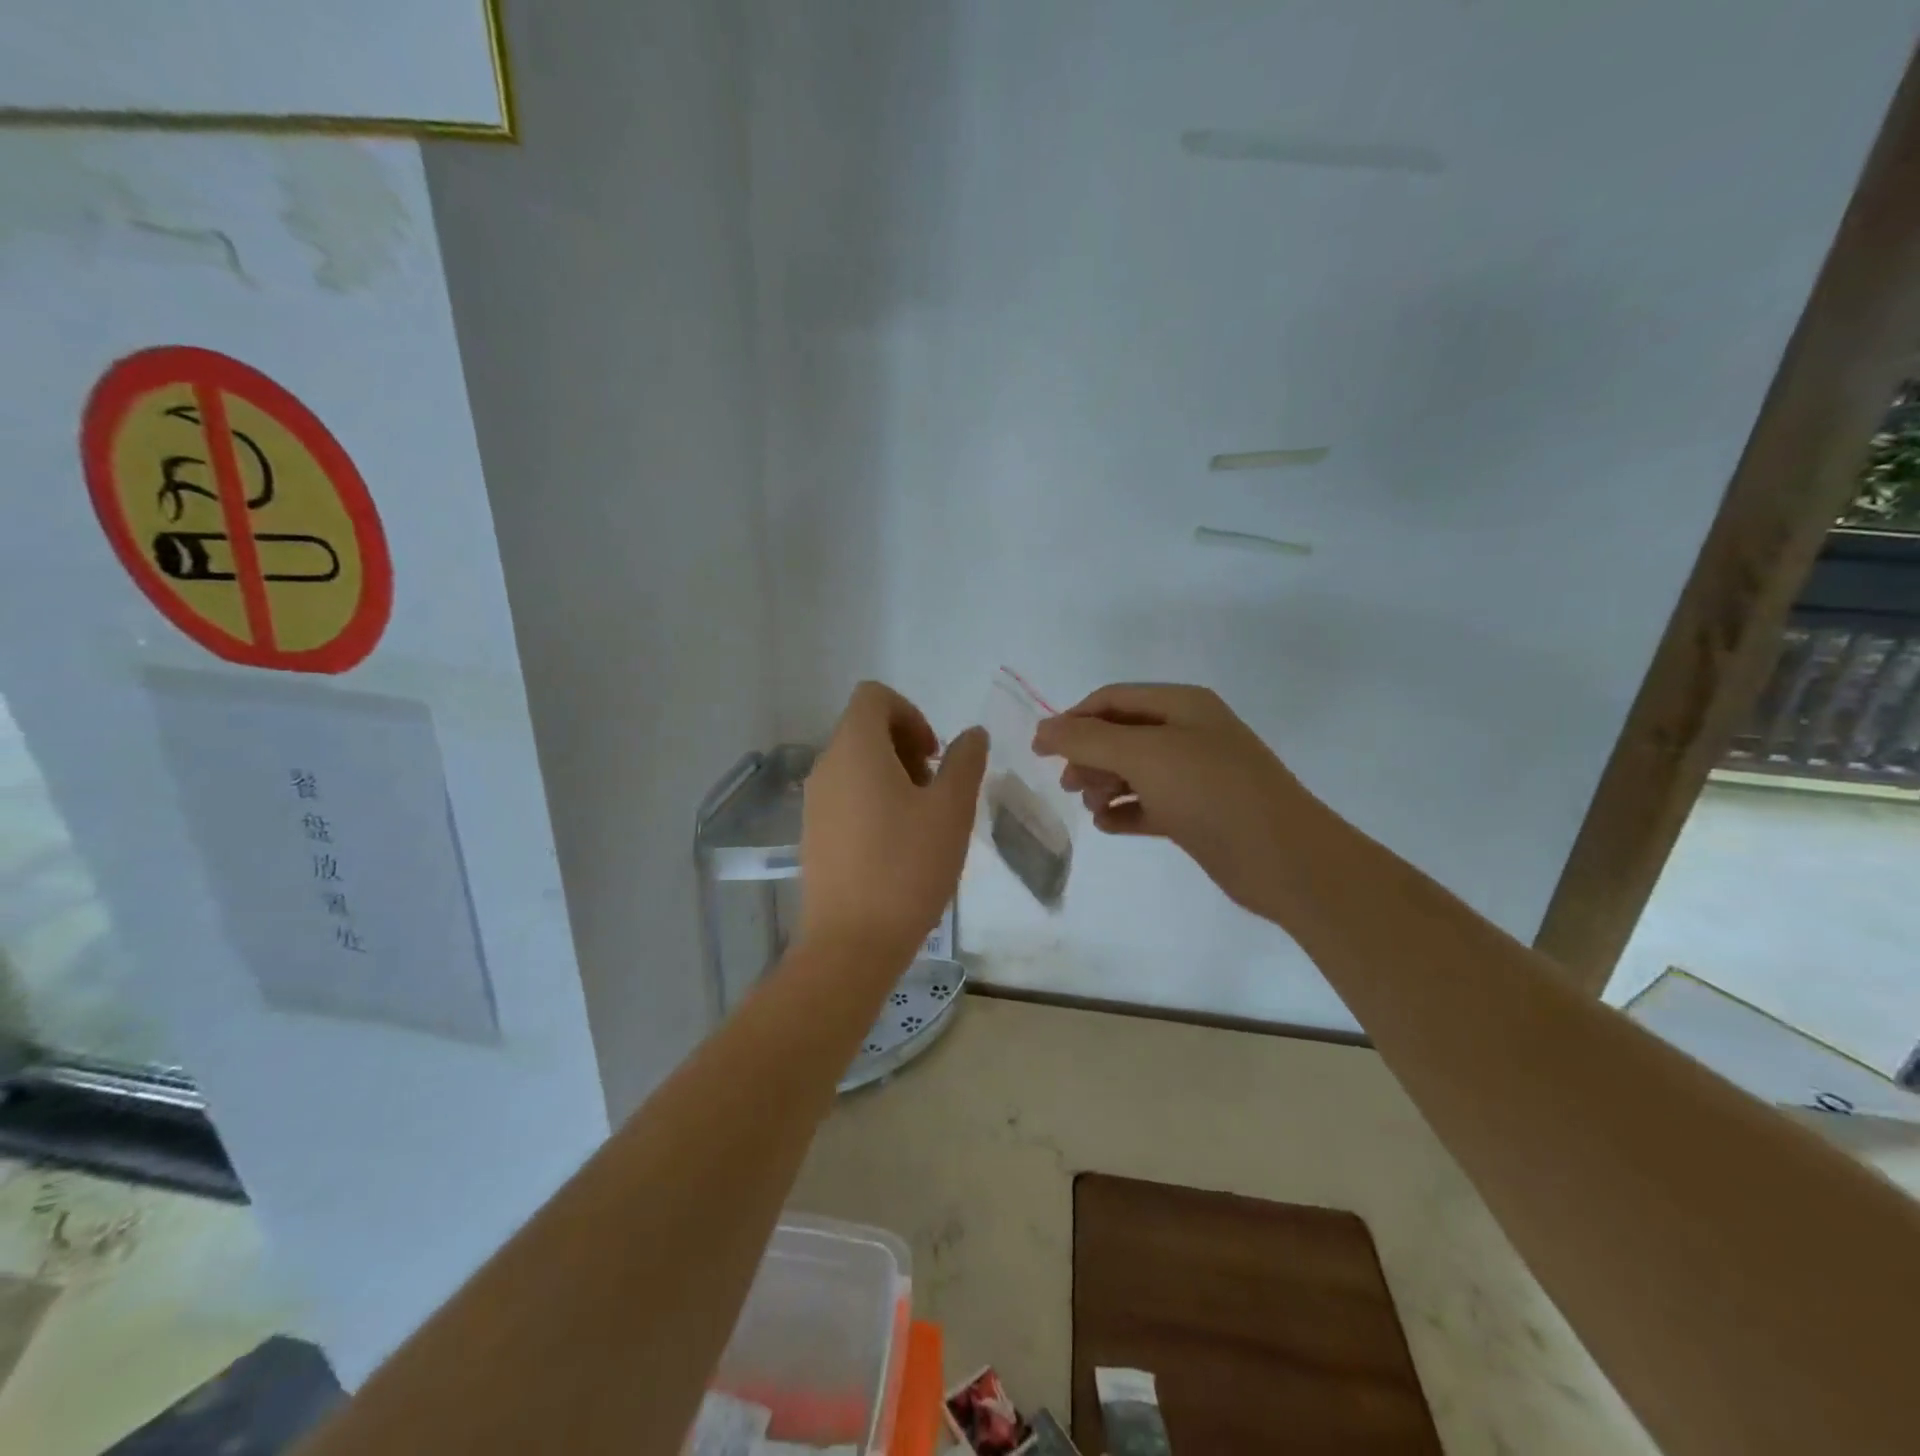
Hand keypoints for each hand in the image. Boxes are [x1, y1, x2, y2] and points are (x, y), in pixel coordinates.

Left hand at [800, 682, 987, 967]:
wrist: (851, 943)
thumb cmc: (906, 867)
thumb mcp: (951, 810)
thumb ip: (965, 762)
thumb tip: (972, 734)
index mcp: (855, 749)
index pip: (874, 696)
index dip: (911, 713)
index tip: (935, 755)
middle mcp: (826, 767)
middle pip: (864, 729)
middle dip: (906, 746)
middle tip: (935, 789)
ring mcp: (814, 802)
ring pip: (856, 765)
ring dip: (893, 776)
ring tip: (922, 821)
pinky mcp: (813, 834)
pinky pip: (845, 796)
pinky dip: (874, 801)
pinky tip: (898, 845)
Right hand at [1031, 683, 1320, 918]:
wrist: (1283, 858)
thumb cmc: (1211, 792)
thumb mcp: (1144, 755)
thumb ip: (1088, 739)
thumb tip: (1044, 728)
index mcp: (1181, 705)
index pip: (1112, 699)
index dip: (1073, 719)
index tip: (1041, 750)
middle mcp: (1188, 733)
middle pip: (1120, 734)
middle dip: (1089, 755)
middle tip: (1069, 785)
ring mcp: (1195, 775)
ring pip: (1133, 770)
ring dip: (1104, 784)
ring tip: (1092, 807)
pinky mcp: (1197, 813)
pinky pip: (1148, 804)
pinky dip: (1125, 811)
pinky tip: (1108, 825)